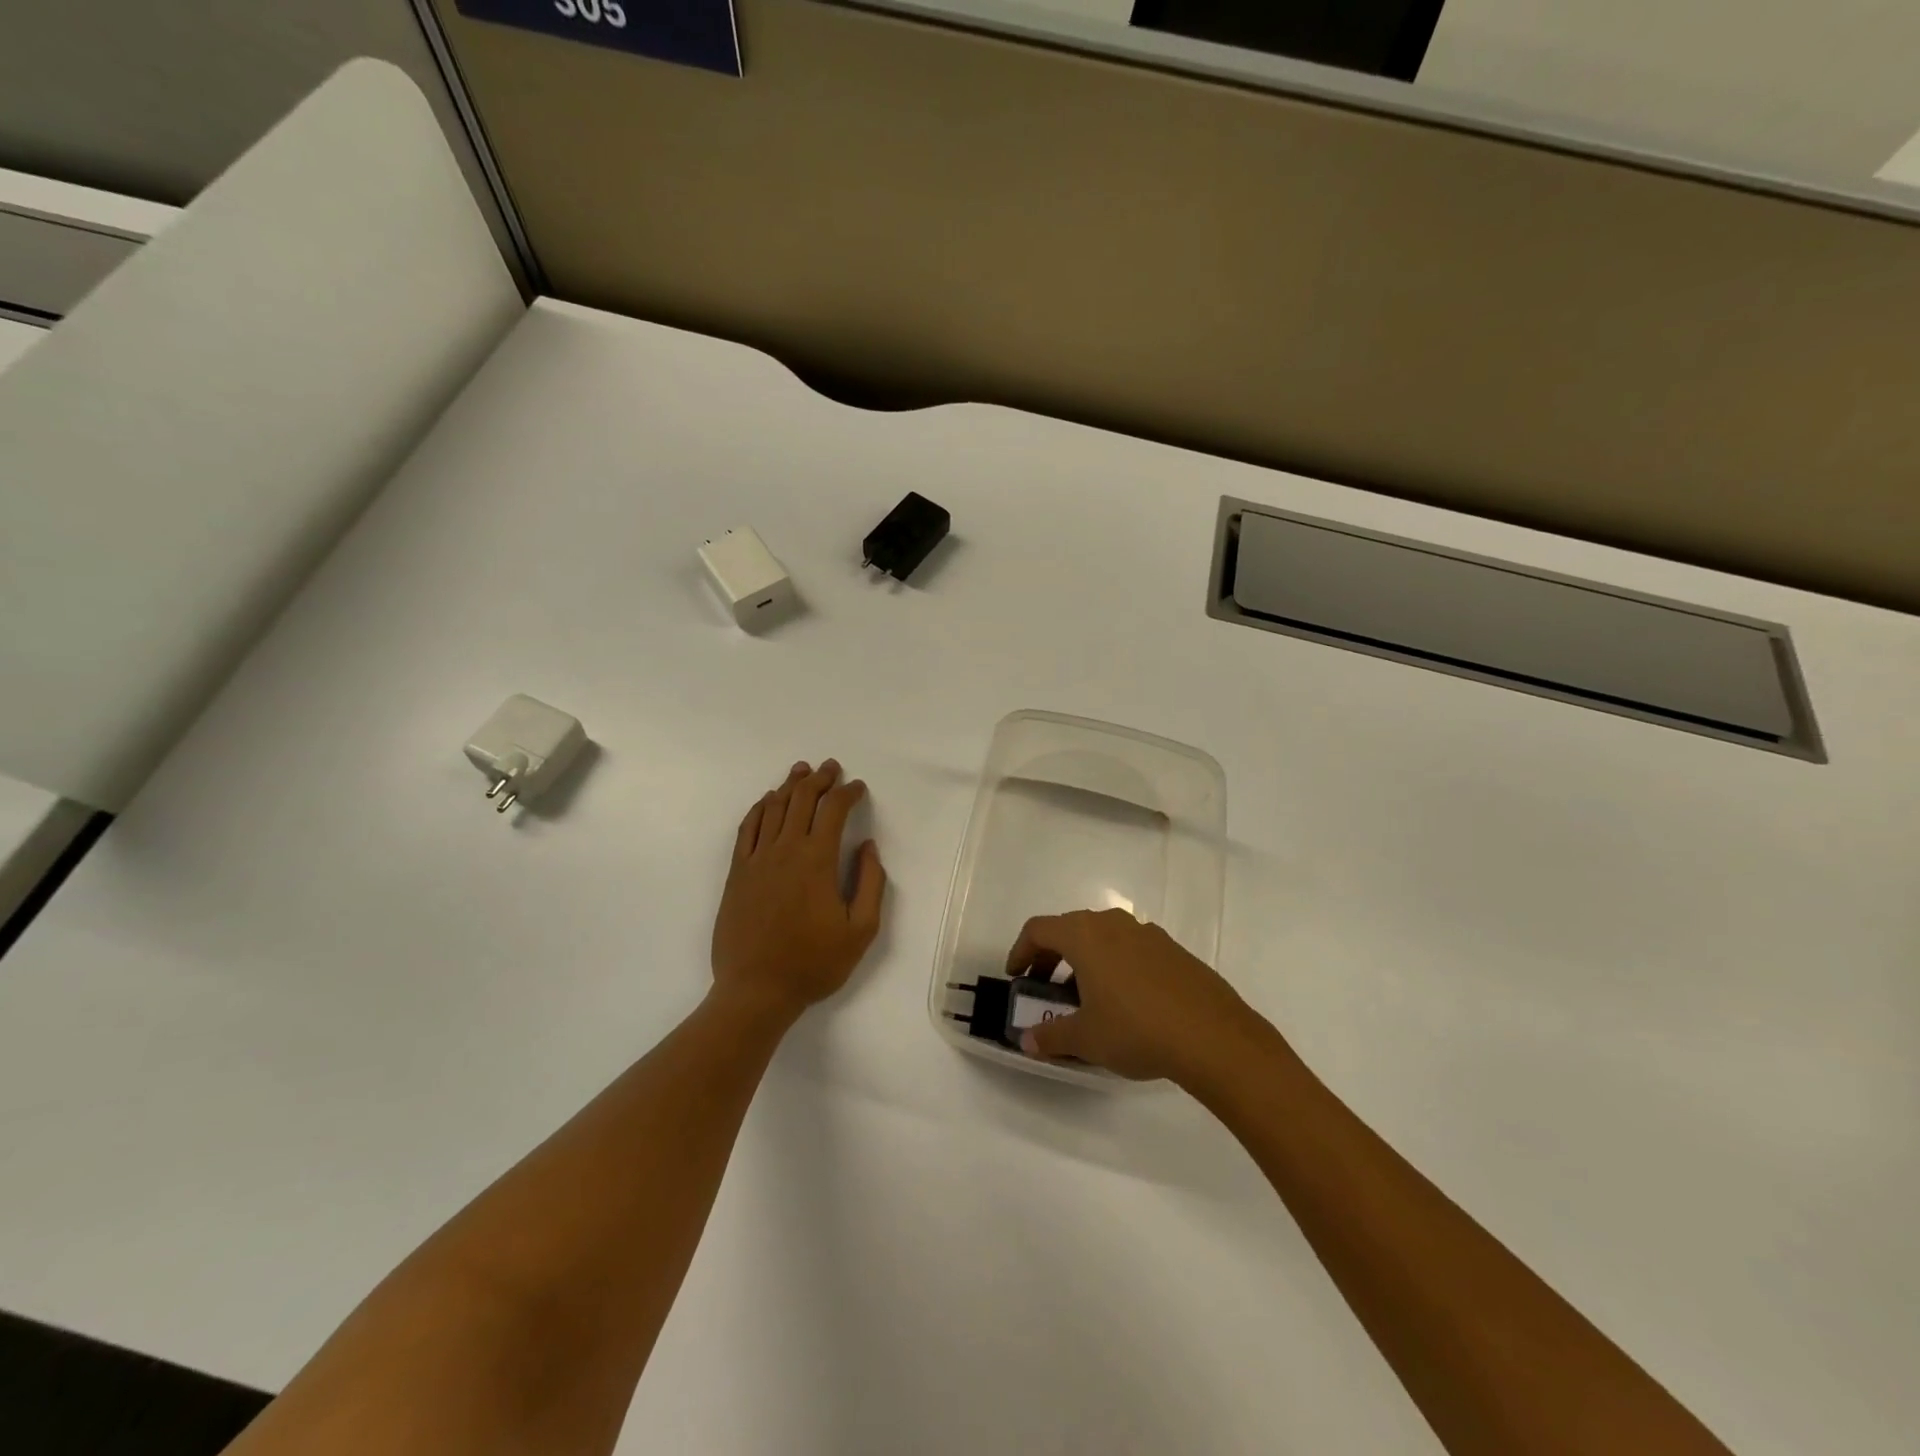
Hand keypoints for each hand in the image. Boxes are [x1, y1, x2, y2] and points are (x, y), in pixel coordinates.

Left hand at [711, 760, 886, 1024]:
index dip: (848, 793)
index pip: (833, 811)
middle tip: (831, 768)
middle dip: (819, 779)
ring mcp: (756, 860)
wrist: (756, 990)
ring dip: (789, 786)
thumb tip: (867, 847)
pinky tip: (767, 801)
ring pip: (773, 809)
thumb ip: (870, 884)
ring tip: (801, 771)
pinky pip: (747, 828)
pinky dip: (759, 808)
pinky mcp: (737, 873)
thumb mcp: (861, 931)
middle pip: (801, 800)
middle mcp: (785, 850)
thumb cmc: (814, 963)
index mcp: (817, 861)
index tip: (858, 787)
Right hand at [1005, 909, 1260, 1083]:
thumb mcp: (1086, 1038)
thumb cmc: (1137, 1029)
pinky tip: (1125, 1003)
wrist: (1214, 1036)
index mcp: (1084, 935)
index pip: (1039, 929)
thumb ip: (1051, 1036)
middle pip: (1070, 930)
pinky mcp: (1173, 950)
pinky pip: (1130, 949)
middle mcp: (1113, 924)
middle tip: (1045, 989)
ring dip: (1084, 962)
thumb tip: (1027, 1041)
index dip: (1020, 951)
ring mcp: (1147, 934)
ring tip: (1085, 1000)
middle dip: (1051, 957)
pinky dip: (1115, 966)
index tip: (1016, 977)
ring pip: (1102, 938)